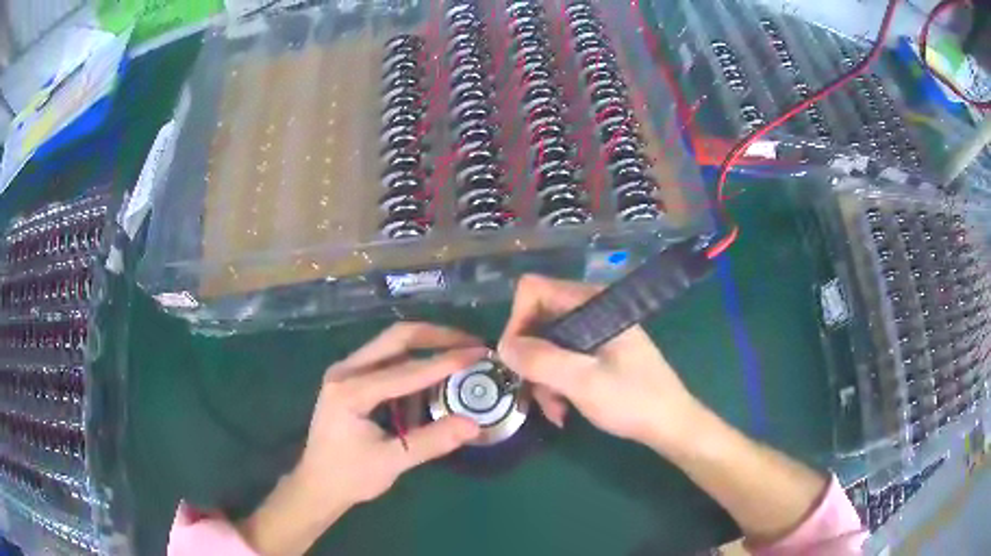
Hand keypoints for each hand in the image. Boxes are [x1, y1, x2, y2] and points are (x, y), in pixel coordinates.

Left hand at [239, 323, 485, 555]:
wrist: (316, 484)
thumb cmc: (350, 476)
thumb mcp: (392, 461)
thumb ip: (432, 441)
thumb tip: (473, 424)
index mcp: (351, 390)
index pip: (406, 370)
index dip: (445, 362)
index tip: (477, 354)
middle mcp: (345, 370)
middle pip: (395, 338)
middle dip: (436, 337)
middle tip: (470, 343)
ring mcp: (345, 371)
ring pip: (390, 344)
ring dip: (425, 344)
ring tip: (458, 351)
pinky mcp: (349, 378)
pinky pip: (384, 358)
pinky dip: (412, 359)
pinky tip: (431, 372)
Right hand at [497, 275, 704, 450]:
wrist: (671, 424)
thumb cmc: (633, 400)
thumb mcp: (583, 382)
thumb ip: (541, 360)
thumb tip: (502, 347)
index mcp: (592, 303)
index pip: (533, 291)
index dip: (517, 322)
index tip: (517, 360)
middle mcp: (591, 310)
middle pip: (537, 320)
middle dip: (531, 359)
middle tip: (533, 394)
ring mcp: (595, 332)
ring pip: (547, 345)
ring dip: (543, 379)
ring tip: (555, 410)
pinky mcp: (598, 353)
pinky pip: (563, 359)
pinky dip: (556, 384)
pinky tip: (563, 410)